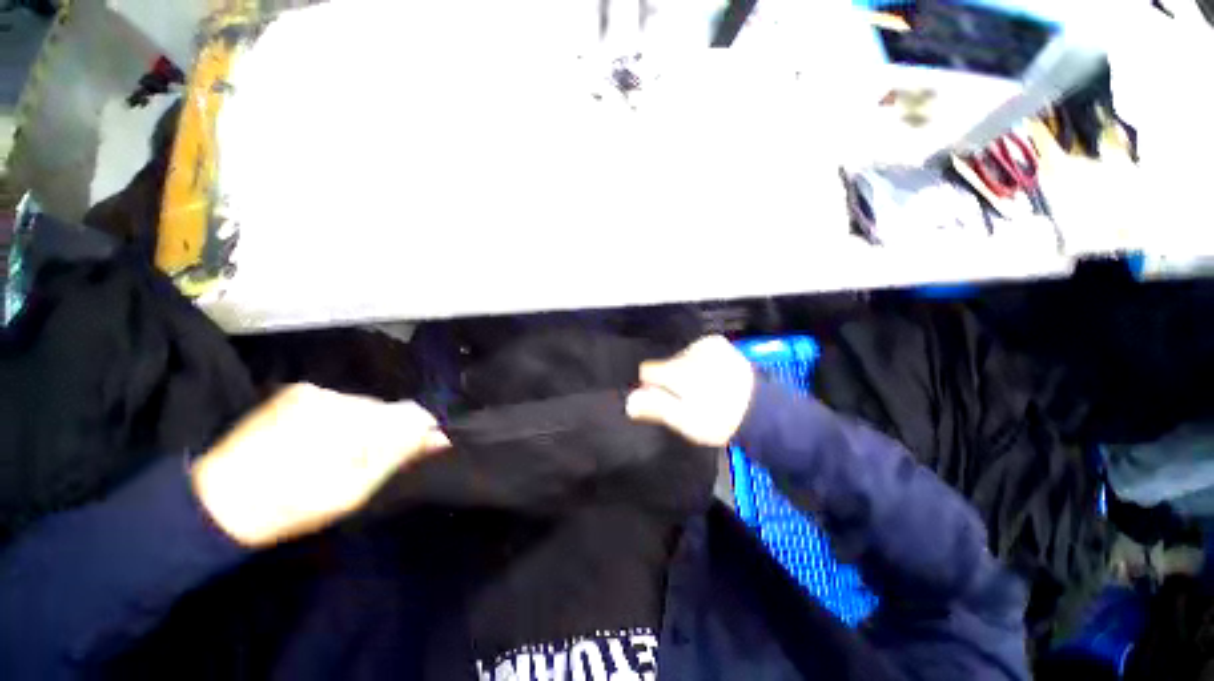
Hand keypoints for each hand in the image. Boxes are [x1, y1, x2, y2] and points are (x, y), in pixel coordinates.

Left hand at [191, 384, 449, 547]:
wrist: (214, 502)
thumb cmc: (289, 506)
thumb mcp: (352, 491)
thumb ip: (396, 457)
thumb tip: (438, 438)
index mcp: (349, 422)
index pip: (410, 413)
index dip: (420, 431)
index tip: (418, 451)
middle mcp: (335, 396)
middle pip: (385, 408)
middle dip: (386, 431)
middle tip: (366, 463)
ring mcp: (311, 390)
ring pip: (362, 404)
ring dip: (362, 426)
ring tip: (338, 454)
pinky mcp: (294, 392)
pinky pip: (337, 402)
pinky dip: (340, 420)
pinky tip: (319, 442)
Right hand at [626, 335, 755, 447]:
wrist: (761, 410)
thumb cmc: (718, 419)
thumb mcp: (685, 421)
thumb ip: (656, 407)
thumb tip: (629, 401)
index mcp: (679, 370)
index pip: (647, 371)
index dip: (652, 387)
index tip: (666, 401)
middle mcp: (690, 351)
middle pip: (664, 364)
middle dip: (669, 380)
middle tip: (688, 399)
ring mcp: (705, 344)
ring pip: (679, 358)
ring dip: (684, 371)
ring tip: (703, 389)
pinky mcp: (718, 343)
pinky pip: (695, 351)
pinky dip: (697, 362)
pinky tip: (710, 376)